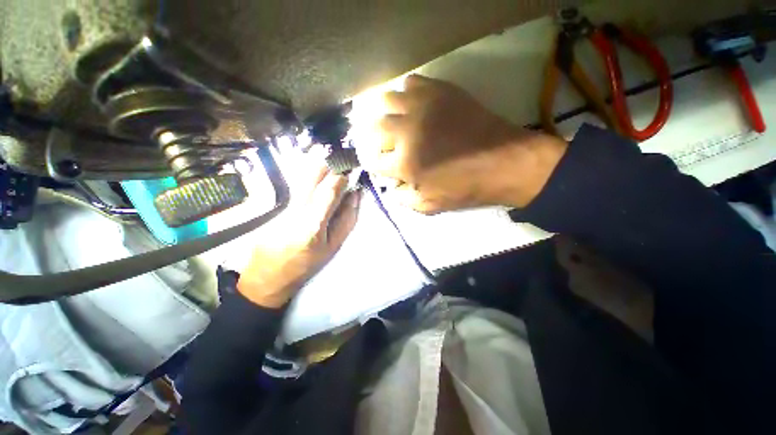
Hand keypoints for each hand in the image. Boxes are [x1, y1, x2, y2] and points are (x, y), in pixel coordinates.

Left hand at [237, 166, 360, 307]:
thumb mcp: (333, 246)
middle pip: (314, 174)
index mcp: (313, 223)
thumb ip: (347, 219)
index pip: (330, 188)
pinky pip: (296, 180)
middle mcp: (296, 207)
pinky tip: (318, 174)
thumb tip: (356, 194)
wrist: (268, 274)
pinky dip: (310, 173)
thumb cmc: (307, 264)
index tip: (352, 172)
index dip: (343, 176)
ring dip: (321, 165)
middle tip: (343, 164)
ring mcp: (283, 203)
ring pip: (303, 173)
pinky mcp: (276, 202)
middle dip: (331, 164)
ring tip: (333, 165)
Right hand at [363, 74, 566, 213]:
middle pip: (374, 127)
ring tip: (395, 121)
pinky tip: (413, 105)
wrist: (503, 162)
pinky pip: (411, 82)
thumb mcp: (429, 205)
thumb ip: (403, 198)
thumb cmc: (465, 187)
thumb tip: (390, 187)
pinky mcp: (439, 91)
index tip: (381, 166)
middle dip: (374, 138)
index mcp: (404, 163)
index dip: (374, 165)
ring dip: (386, 113)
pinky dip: (406, 93)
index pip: (373, 161)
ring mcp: (422, 107)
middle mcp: (407, 131)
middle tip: (384, 144)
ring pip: (387, 100)